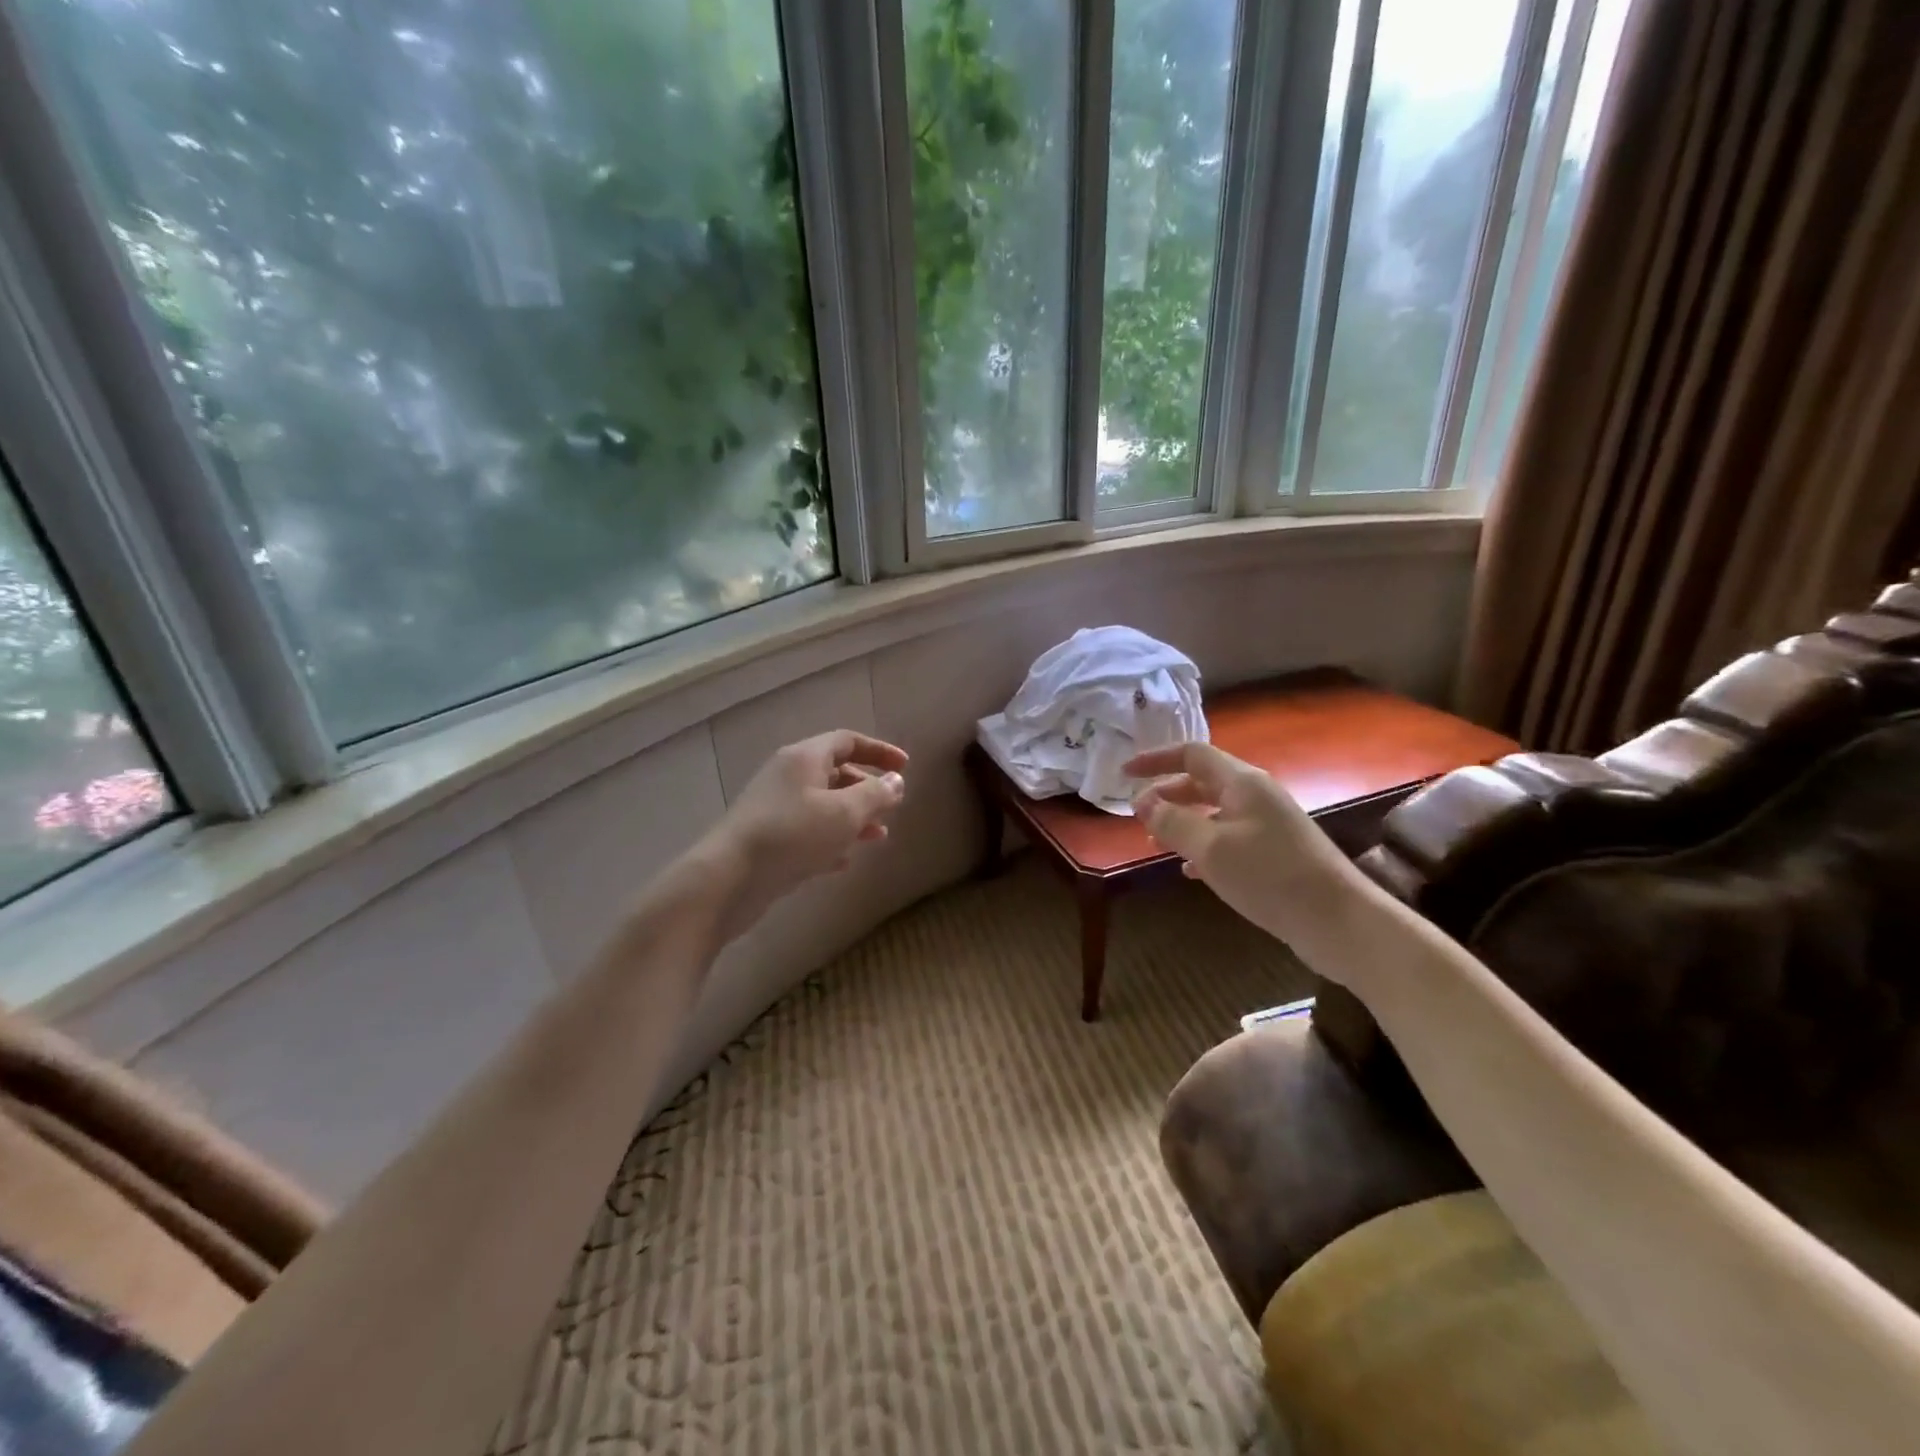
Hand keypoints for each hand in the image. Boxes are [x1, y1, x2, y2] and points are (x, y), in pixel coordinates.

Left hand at [699, 730, 907, 940]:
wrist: (729, 879)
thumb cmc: (793, 835)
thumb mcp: (844, 813)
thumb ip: (875, 795)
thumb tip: (896, 781)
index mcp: (805, 758)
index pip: (847, 741)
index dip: (879, 751)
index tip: (905, 768)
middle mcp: (788, 776)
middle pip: (835, 772)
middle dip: (867, 789)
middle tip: (891, 807)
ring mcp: (775, 808)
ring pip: (823, 805)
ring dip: (853, 818)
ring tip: (878, 837)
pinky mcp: (768, 840)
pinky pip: (807, 832)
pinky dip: (830, 841)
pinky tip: (845, 861)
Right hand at [1125, 742, 1352, 957]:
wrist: (1337, 921)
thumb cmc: (1269, 876)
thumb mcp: (1210, 847)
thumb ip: (1171, 821)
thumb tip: (1142, 802)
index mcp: (1242, 782)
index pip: (1192, 754)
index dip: (1155, 759)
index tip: (1124, 773)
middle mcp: (1255, 796)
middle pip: (1202, 781)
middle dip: (1167, 794)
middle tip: (1138, 815)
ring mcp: (1268, 825)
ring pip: (1213, 812)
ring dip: (1182, 823)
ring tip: (1155, 844)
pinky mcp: (1274, 853)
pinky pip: (1228, 838)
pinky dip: (1203, 847)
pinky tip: (1189, 871)